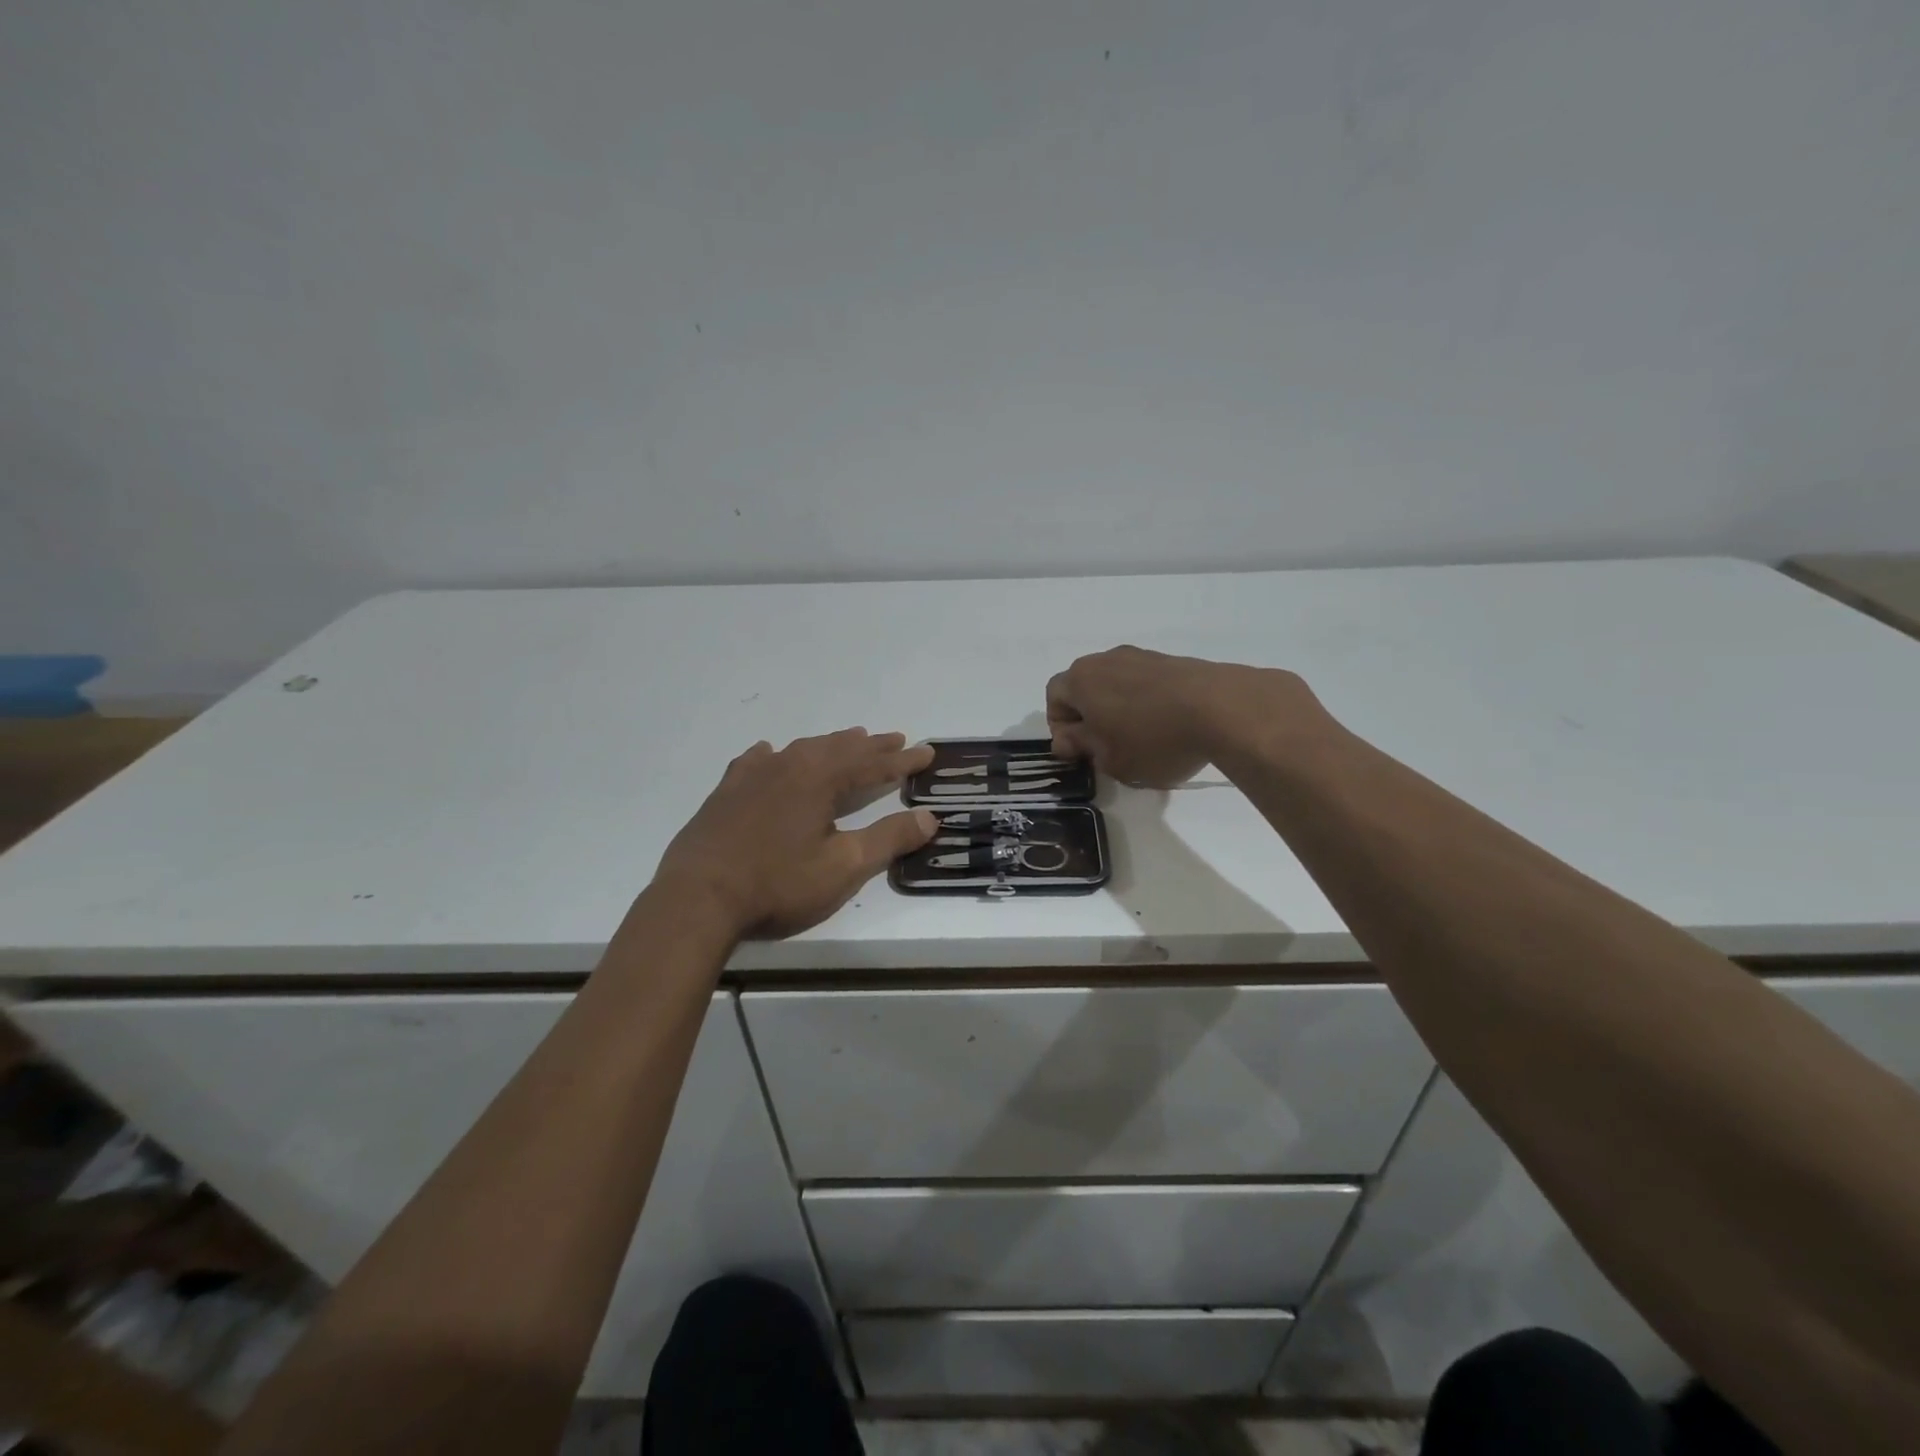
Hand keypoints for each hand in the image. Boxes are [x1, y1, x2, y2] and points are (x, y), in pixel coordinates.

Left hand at [655, 729, 936, 937]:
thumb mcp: (844, 867)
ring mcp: (753, 776)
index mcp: (820, 779)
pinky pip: (757, 761)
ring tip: (849, 740)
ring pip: (801, 749)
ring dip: (831, 745)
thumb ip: (888, 838)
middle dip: (871, 746)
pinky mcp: (726, 792)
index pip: (873, 764)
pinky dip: (776, 755)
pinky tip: (771, 754)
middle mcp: (789, 766)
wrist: (697, 899)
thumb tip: (929, 817)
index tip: (927, 752)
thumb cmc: (778, 884)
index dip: (902, 760)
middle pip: (839, 749)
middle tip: (895, 740)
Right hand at [1045, 645, 1314, 786]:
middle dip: (1090, 718)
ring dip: (1120, 711)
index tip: (1081, 754)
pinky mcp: (1173, 661)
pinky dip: (1147, 704)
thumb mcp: (1109, 759)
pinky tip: (1167, 728)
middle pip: (1085, 688)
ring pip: (1117, 685)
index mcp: (1081, 679)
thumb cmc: (1152, 739)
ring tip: (1141, 741)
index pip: (1054, 699)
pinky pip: (1146, 684)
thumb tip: (1071, 738)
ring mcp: (1142, 657)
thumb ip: (1082, 747)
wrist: (1222, 708)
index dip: (1061, 730)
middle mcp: (1106, 660)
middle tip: (1107, 749)